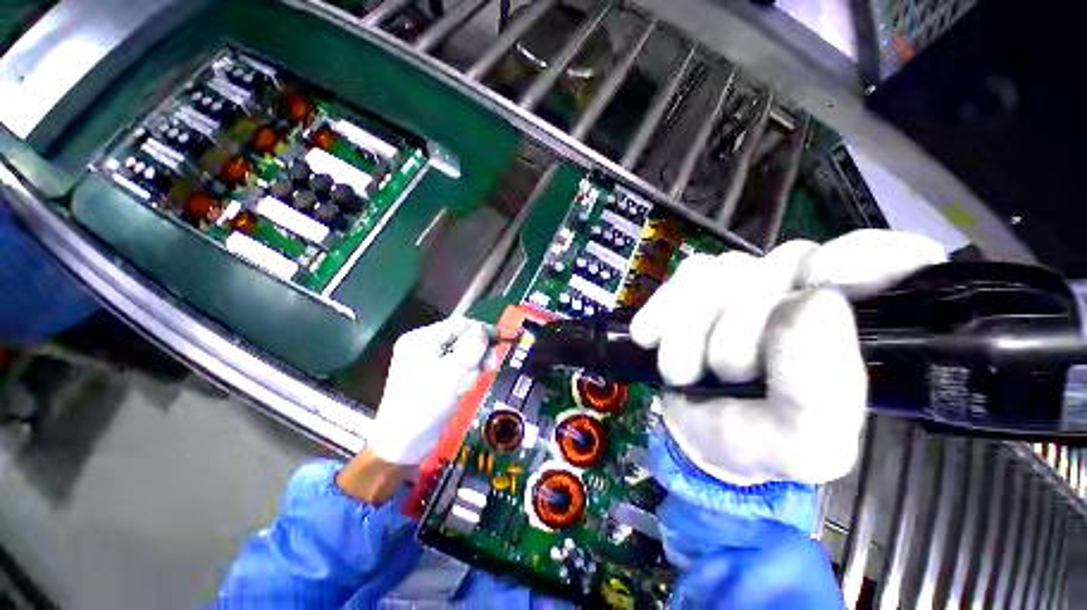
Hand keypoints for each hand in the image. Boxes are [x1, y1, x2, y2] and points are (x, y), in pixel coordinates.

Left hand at [366, 317, 492, 465]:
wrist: (404, 444)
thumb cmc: (425, 405)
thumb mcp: (451, 374)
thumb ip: (470, 348)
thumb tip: (484, 329)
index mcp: (422, 339)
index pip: (459, 324)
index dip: (481, 330)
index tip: (501, 340)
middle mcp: (424, 345)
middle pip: (462, 337)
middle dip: (477, 352)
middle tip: (490, 366)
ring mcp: (428, 360)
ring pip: (463, 352)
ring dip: (473, 366)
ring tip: (470, 383)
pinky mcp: (434, 374)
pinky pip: (458, 365)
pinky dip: (466, 374)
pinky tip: (464, 387)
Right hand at [631, 230, 946, 485]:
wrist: (699, 435)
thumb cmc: (762, 442)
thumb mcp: (804, 443)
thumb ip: (820, 389)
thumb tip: (815, 301)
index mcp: (859, 329)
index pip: (902, 259)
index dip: (871, 254)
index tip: (824, 280)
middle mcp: (807, 290)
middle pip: (786, 265)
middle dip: (743, 327)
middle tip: (725, 375)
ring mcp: (750, 281)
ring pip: (726, 271)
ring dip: (693, 326)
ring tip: (682, 371)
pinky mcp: (701, 283)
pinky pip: (685, 275)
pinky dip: (664, 308)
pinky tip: (648, 337)